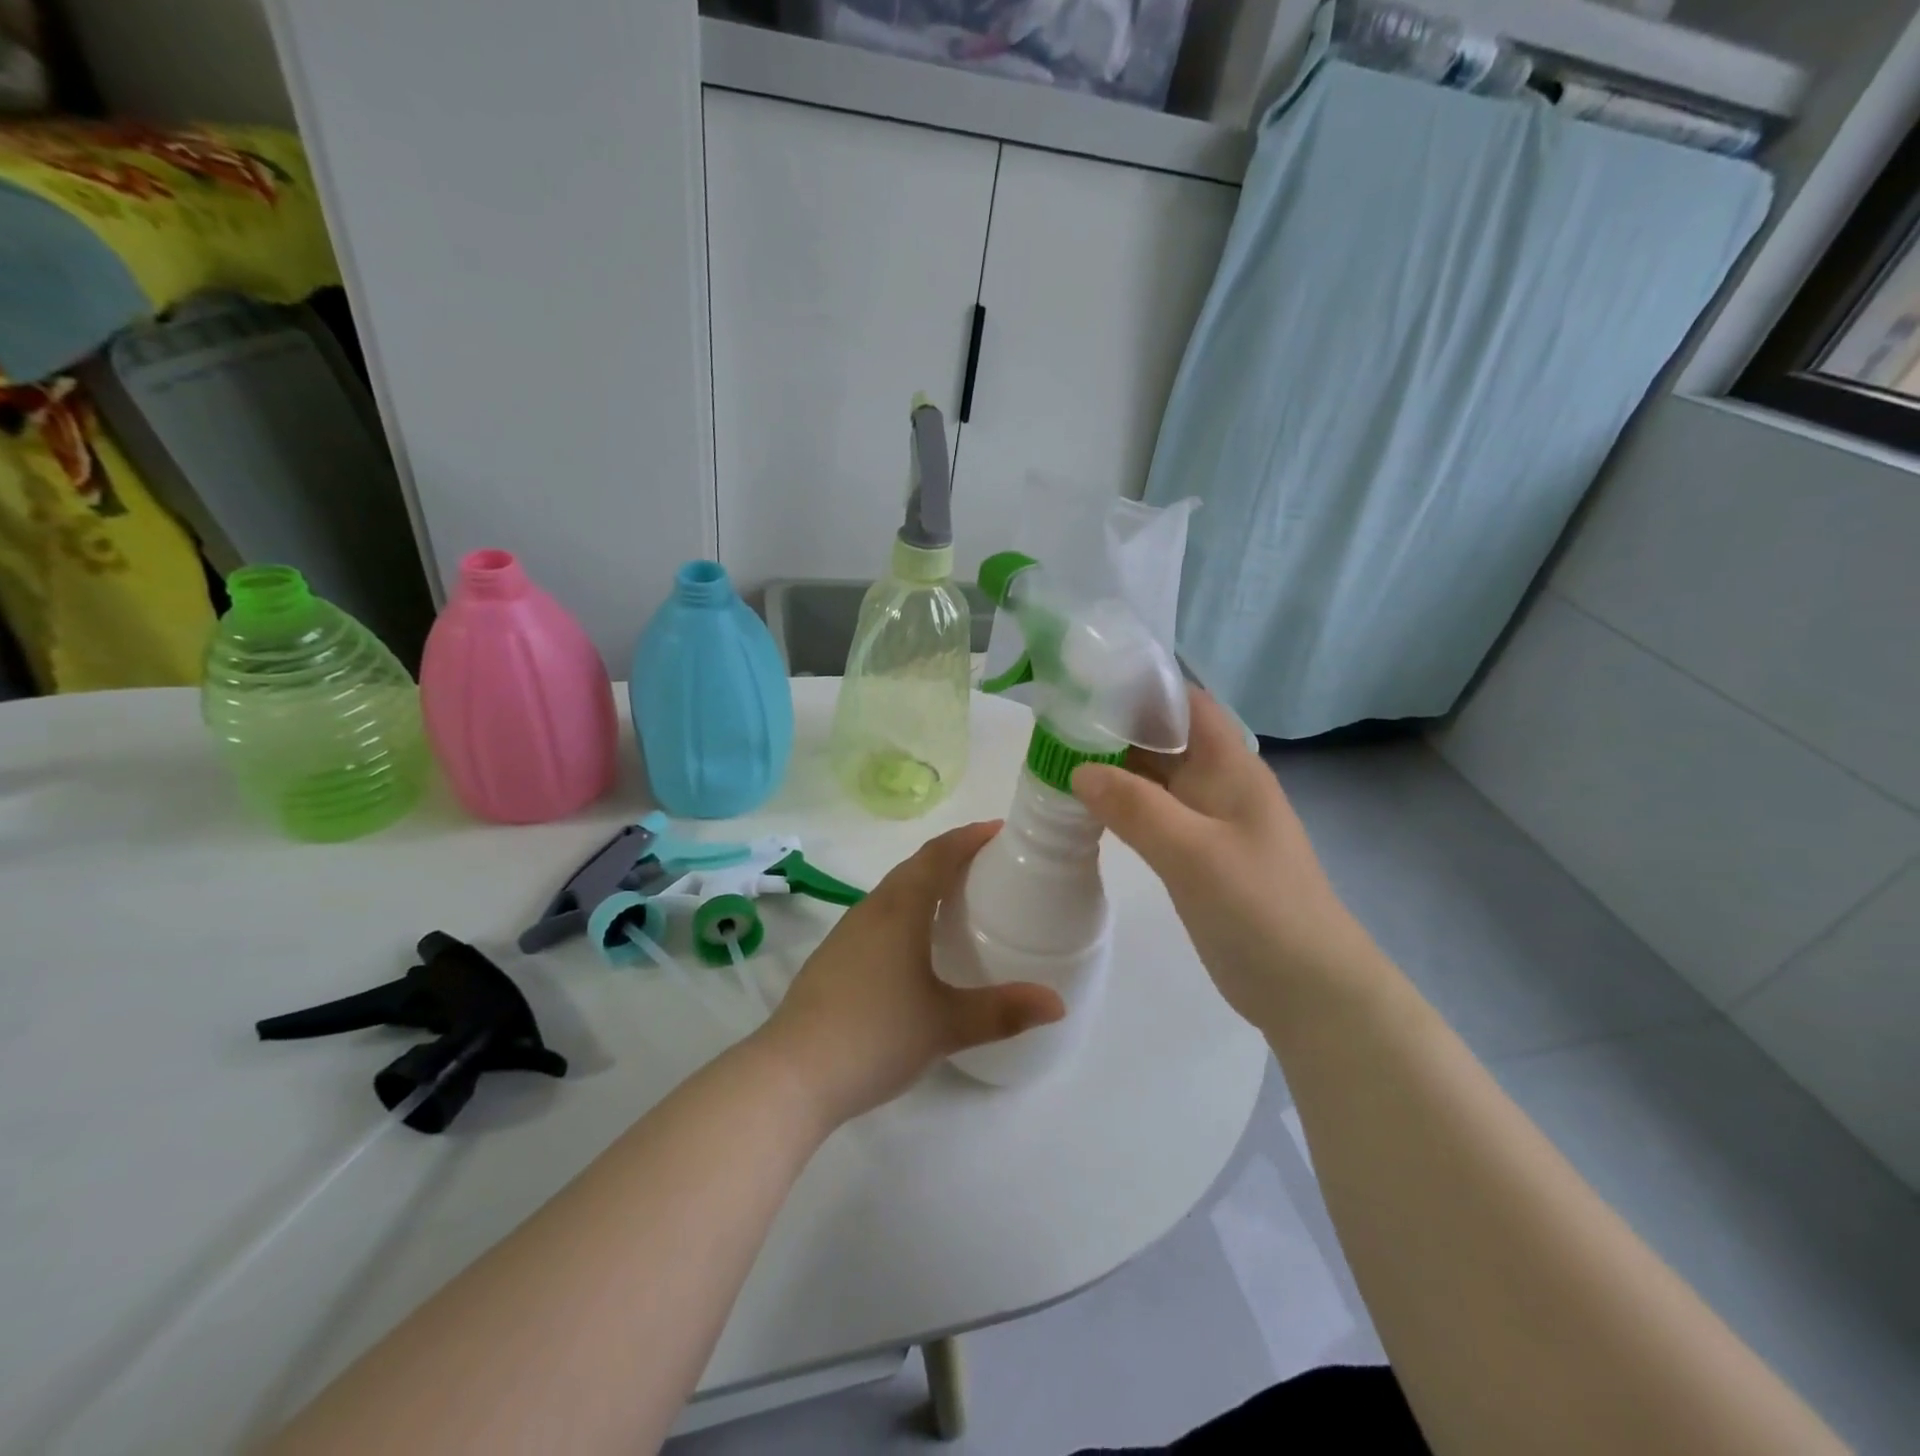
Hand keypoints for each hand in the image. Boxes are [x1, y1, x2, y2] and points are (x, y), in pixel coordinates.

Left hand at [759, 822, 1065, 1125]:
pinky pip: (879, 916)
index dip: (969, 837)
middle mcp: (871, 910)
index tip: (1000, 830)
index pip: (938, 855)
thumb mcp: (946, 1025)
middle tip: (989, 864)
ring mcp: (847, 933)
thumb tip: (1057, 1003)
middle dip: (951, 856)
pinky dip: (906, 910)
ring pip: (893, 891)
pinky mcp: (834, 957)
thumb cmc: (875, 1035)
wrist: (792, 1073)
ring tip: (958, 898)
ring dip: (925, 882)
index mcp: (900, 909)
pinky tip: (916, 944)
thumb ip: (1003, 1011)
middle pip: (915, 866)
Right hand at [1070, 688, 1382, 1025]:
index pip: (1185, 703)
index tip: (1086, 683)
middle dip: (1113, 727)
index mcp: (1230, 766)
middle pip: (1163, 738)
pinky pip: (1151, 816)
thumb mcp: (1193, 852)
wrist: (1306, 988)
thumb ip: (1136, 807)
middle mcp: (1218, 783)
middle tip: (1053, 725)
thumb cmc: (1259, 907)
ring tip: (1056, 760)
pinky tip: (1084, 810)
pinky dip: (1119, 806)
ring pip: (1153, 778)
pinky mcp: (1195, 855)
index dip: (1141, 686)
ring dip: (1112, 768)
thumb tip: (1079, 769)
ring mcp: (1207, 821)